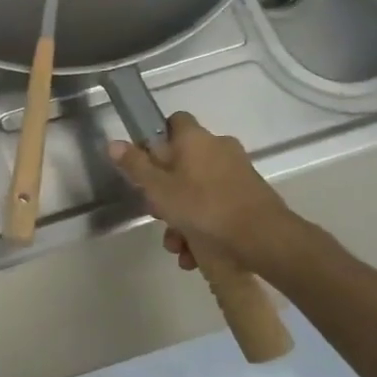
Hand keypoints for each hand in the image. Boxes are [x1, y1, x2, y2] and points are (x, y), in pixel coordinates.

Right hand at [108, 112, 307, 278]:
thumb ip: (135, 166)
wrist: (263, 238)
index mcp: (196, 139)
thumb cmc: (203, 207)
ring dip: (182, 218)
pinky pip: (216, 207)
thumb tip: (113, 143)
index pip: (173, 122)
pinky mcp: (249, 197)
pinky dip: (203, 227)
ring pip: (198, 191)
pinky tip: (195, 254)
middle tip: (157, 214)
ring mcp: (237, 173)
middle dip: (165, 193)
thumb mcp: (158, 189)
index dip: (156, 139)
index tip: (145, 162)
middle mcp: (219, 148)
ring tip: (177, 246)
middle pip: (182, 163)